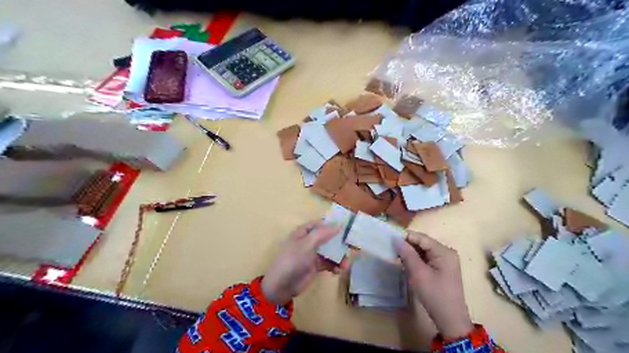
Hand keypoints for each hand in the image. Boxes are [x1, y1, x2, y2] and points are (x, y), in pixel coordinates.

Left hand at [262, 221, 342, 305]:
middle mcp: (308, 241)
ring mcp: (312, 254)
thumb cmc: (293, 260)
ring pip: (329, 251)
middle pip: (327, 237)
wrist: (282, 285)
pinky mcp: (315, 266)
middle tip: (351, 245)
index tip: (346, 225)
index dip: (331, 223)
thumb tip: (339, 225)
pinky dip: (334, 266)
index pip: (319, 224)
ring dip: (339, 256)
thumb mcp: (307, 244)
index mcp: (303, 232)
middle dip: (338, 242)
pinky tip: (338, 271)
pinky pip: (328, 263)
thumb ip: (323, 234)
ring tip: (345, 264)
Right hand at [392, 231, 471, 338]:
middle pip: (423, 243)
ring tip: (395, 254)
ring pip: (423, 251)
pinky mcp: (441, 269)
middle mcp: (446, 253)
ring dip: (410, 252)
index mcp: (444, 252)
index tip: (389, 238)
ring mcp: (445, 261)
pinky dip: (415, 259)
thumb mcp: (418, 274)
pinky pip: (426, 258)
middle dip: (407, 244)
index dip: (405, 236)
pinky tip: (405, 262)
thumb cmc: (434, 295)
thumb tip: (396, 239)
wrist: (450, 320)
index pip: (421, 238)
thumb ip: (407, 254)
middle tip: (390, 247)